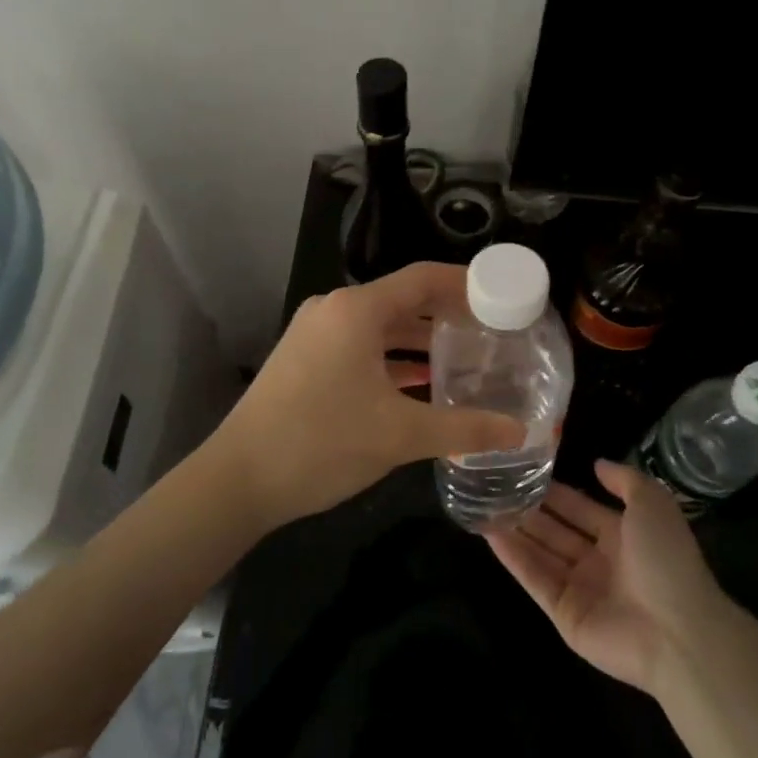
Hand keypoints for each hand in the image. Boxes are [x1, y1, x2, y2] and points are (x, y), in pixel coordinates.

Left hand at [211, 262, 524, 530]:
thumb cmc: (322, 443)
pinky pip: (360, 347)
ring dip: (420, 340)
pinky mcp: (305, 359)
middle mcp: (334, 310)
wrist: (238, 479)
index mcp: (357, 310)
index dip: (467, 283)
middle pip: (403, 300)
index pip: (424, 278)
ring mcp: (315, 334)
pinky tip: (420, 384)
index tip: (503, 296)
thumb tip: (520, 432)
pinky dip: (392, 359)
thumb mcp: (400, 436)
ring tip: (464, 358)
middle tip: (492, 332)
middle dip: (447, 315)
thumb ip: (465, 429)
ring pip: (381, 326)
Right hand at [487, 460, 729, 695]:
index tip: (524, 470)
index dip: (555, 491)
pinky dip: (513, 557)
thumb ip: (624, 480)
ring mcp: (580, 589)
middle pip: (556, 530)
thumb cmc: (667, 560)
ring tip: (483, 505)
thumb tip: (596, 463)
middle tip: (495, 486)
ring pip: (541, 552)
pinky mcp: (563, 613)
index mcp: (623, 535)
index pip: (580, 507)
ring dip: (515, 530)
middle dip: (529, 509)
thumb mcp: (653, 503)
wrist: (678, 632)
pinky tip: (490, 534)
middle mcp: (599, 560)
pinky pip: (535, 579)